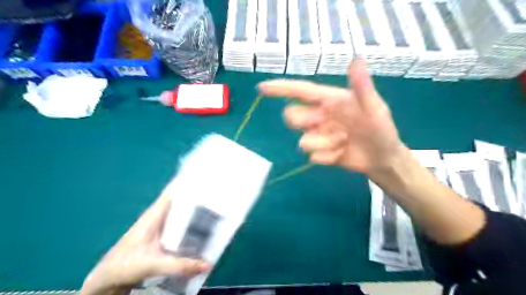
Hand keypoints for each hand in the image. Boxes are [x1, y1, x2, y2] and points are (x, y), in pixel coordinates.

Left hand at [80, 191, 209, 294]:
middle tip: (218, 196)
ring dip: (195, 210)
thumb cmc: (125, 265)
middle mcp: (159, 216)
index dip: (188, 182)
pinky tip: (202, 228)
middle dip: (197, 196)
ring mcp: (160, 225)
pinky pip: (180, 224)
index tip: (206, 178)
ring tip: (216, 209)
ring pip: (181, 212)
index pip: (173, 191)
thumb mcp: (153, 264)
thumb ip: (180, 265)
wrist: (107, 278)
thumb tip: (207, 264)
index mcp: (155, 214)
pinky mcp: (162, 235)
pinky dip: (191, 223)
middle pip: (181, 200)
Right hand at [258, 59, 402, 174]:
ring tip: (343, 142)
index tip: (261, 88)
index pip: (300, 91)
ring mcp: (318, 135)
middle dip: (304, 122)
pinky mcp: (320, 152)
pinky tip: (342, 154)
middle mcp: (320, 116)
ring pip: (302, 140)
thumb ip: (362, 88)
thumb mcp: (375, 108)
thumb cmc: (381, 129)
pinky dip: (328, 157)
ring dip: (323, 144)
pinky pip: (313, 157)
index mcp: (330, 100)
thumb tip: (356, 59)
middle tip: (323, 124)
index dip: (280, 88)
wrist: (382, 158)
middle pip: (291, 116)